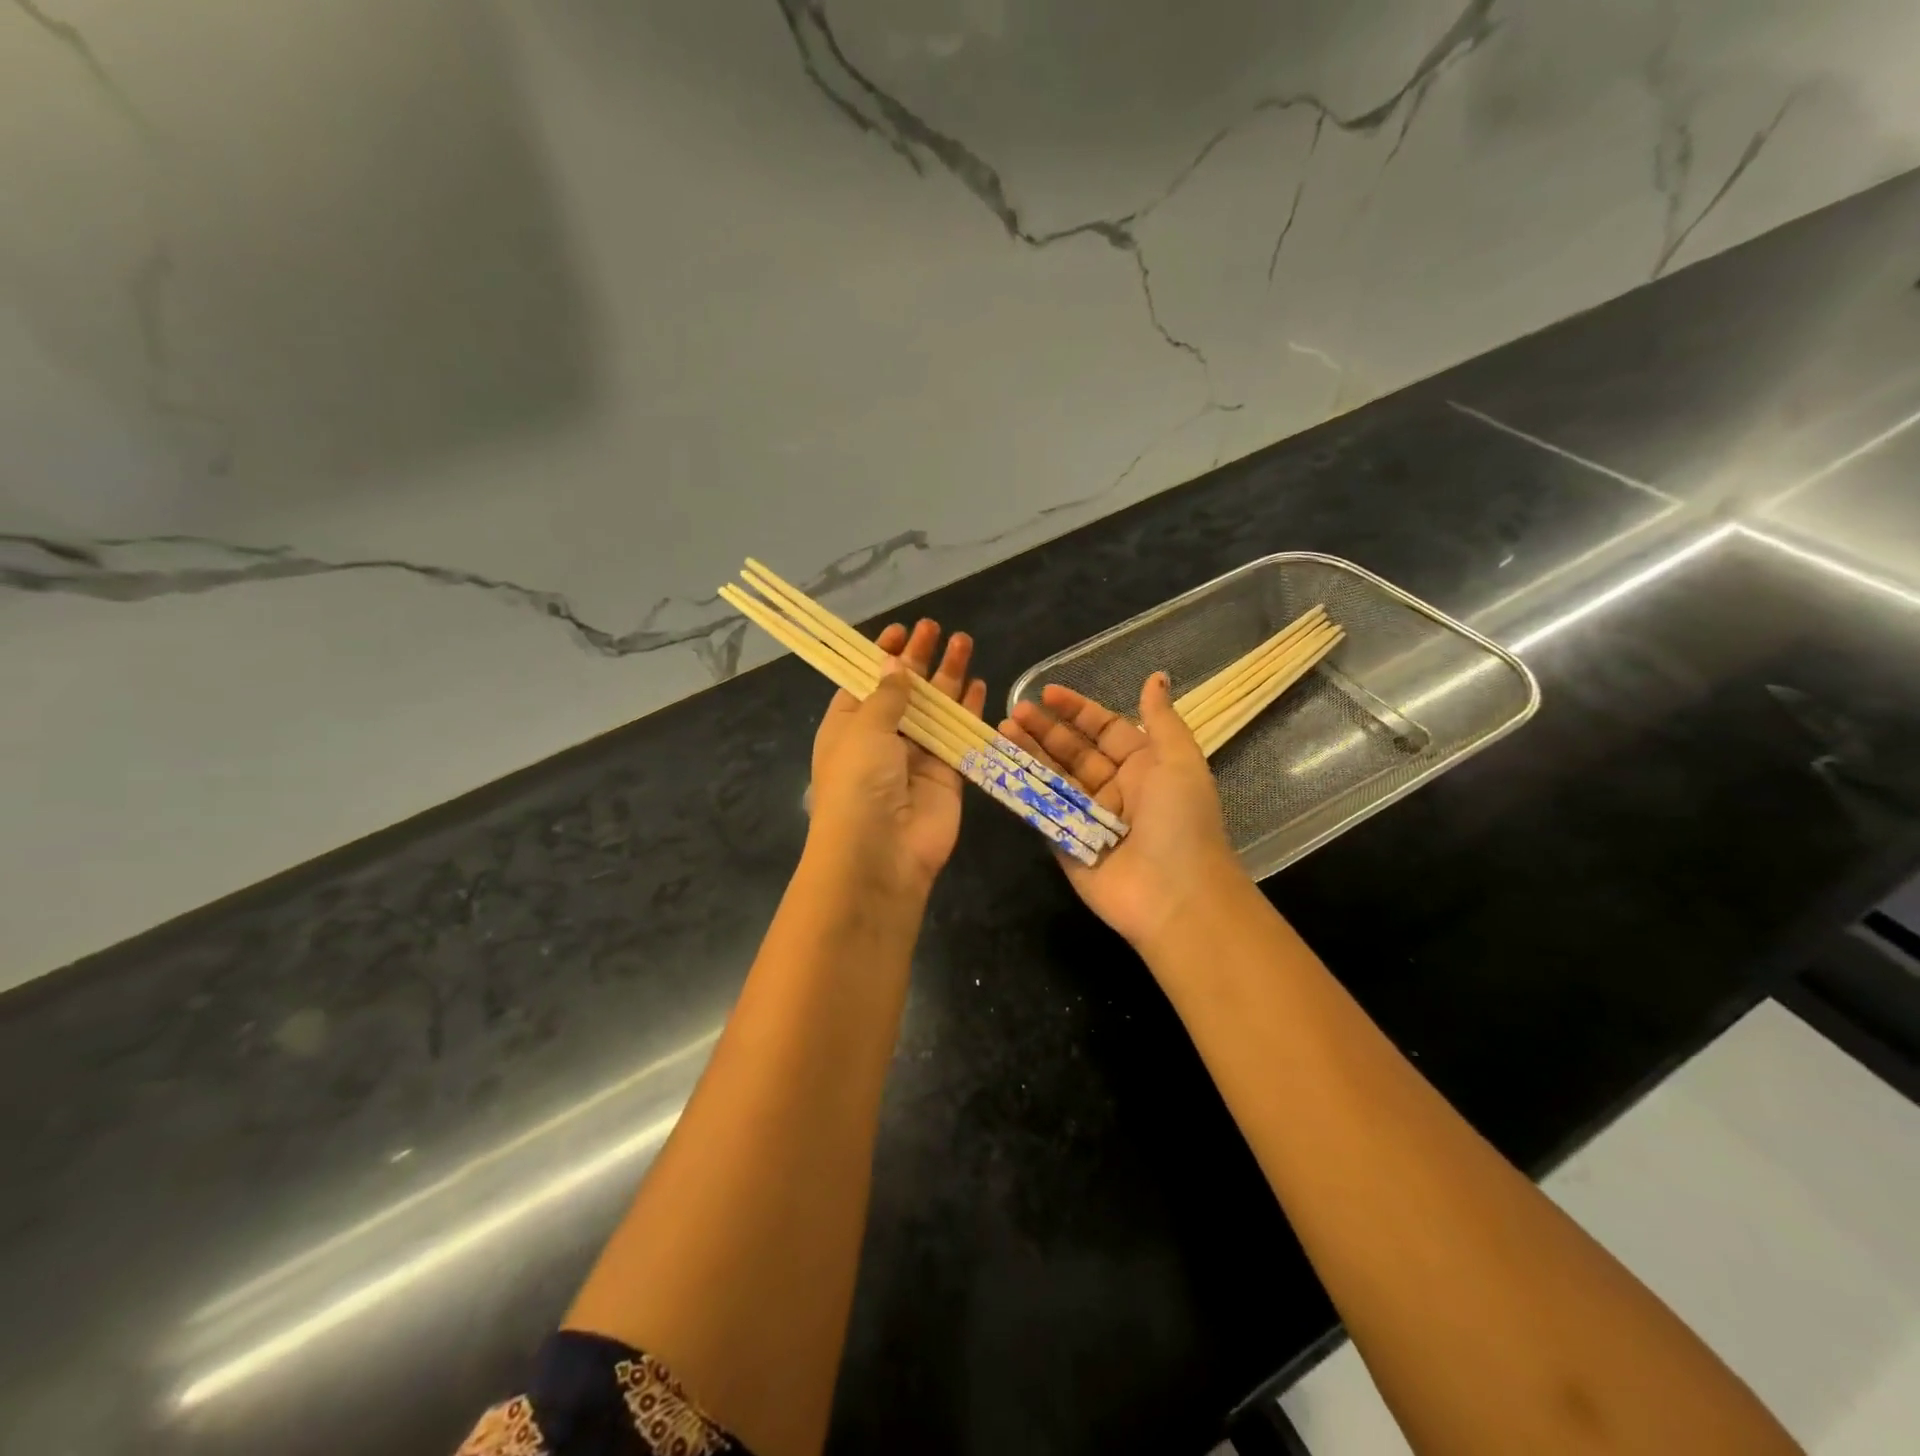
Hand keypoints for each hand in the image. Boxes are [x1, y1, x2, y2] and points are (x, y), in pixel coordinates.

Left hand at [807, 619, 986, 898]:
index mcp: (848, 726)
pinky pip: (960, 736)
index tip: (899, 631)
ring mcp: (916, 757)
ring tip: (963, 642)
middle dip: (918, 659)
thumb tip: (895, 665)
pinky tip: (980, 684)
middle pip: (904, 691)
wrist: (880, 852)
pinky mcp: (947, 775)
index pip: (865, 683)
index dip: (881, 657)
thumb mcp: (864, 728)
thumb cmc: (859, 782)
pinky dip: (970, 711)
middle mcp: (881, 740)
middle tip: (935, 628)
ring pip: (936, 709)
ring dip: (948, 676)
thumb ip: (887, 696)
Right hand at [1001, 671, 1244, 949]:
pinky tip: (1001, 767)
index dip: (1076, 710)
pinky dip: (1021, 789)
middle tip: (1014, 712)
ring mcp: (1087, 817)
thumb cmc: (1181, 820)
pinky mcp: (1065, 842)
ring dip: (1028, 753)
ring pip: (1052, 777)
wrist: (1175, 895)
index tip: (1046, 694)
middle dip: (1044, 730)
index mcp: (1143, 766)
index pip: (1104, 729)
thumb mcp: (1179, 760)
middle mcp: (1114, 789)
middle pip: (1073, 751)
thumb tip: (1156, 676)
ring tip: (1001, 730)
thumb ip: (1160, 718)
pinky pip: (1041, 811)